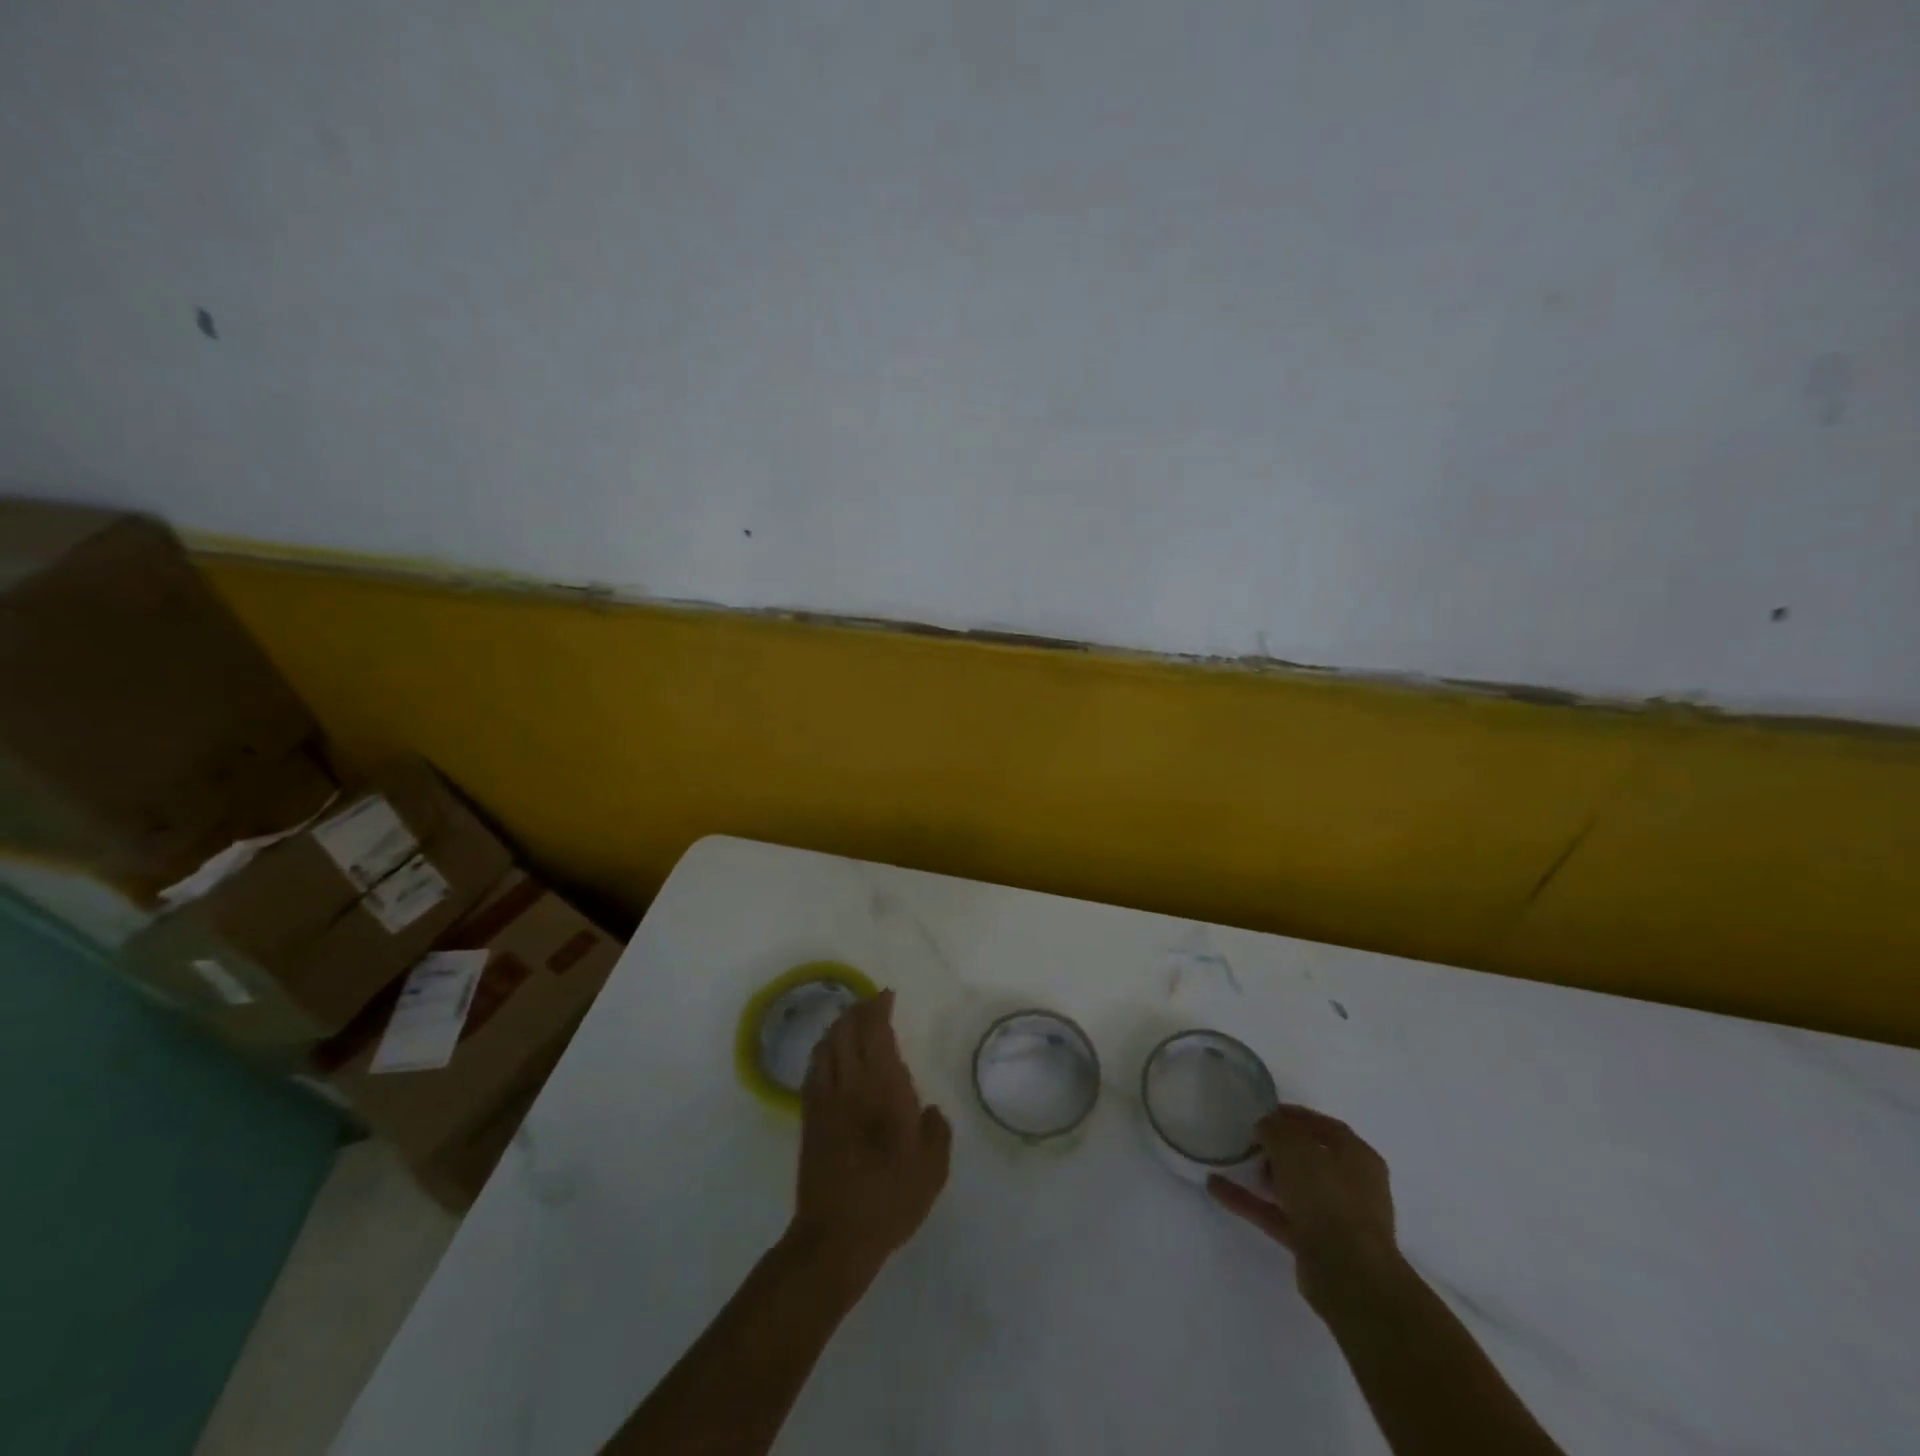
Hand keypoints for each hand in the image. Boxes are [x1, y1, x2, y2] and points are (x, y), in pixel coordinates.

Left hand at [791, 990, 951, 1274]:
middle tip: (872, 1004)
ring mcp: (825, 1099)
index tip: (887, 996)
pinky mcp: (809, 1118)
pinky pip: (814, 1069)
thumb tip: (928, 1111)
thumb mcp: (932, 1168)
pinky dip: (823, 1051)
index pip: (875, 1031)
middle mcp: (850, 1083)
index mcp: (883, 1087)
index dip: (878, 1007)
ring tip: (851, 1023)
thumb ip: (935, 1130)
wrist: (836, 1236)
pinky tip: (830, 1056)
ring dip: (838, 1026)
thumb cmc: (891, 1198)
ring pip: (826, 1045)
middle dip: (858, 1010)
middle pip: (846, 1030)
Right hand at [1208, 1104, 1402, 1308]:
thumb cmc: (1328, 1197)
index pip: (1321, 1125)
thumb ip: (1275, 1129)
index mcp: (1356, 1155)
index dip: (1290, 1115)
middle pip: (1308, 1157)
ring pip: (1292, 1187)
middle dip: (1277, 1146)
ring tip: (1230, 1161)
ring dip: (1262, 1175)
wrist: (1349, 1275)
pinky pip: (1277, 1214)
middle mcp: (1350, 1183)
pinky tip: (1217, 1189)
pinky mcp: (1314, 1243)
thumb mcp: (1295, 1147)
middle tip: (1247, 1138)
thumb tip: (1265, 1128)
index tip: (1260, 1111)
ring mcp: (1333, 1216)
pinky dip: (1250, 1202)